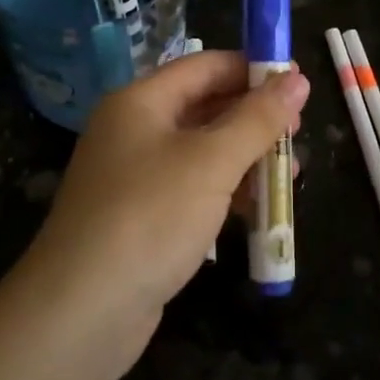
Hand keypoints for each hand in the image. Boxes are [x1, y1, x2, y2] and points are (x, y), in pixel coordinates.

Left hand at [25, 51, 308, 338]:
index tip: (298, 82)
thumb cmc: (150, 217)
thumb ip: (258, 119)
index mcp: (141, 101)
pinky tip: (258, 207)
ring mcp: (135, 176)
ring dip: (246, 157)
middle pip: (205, 106)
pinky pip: (193, 188)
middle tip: (298, 133)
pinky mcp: (142, 217)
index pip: (205, 66)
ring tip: (291, 173)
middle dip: (254, 117)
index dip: (253, 69)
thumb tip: (298, 79)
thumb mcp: (212, 162)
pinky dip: (226, 190)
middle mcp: (134, 130)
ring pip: (202, 151)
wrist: (80, 313)